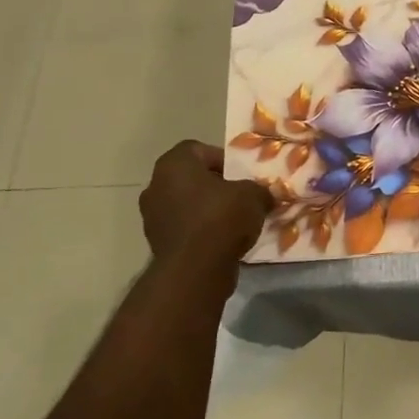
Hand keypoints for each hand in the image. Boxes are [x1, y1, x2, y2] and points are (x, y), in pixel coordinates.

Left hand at [138, 141, 272, 280]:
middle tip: (240, 196)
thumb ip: (259, 189)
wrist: (195, 269)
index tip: (241, 175)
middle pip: (190, 178)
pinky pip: (184, 228)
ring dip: (207, 209)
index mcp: (174, 164)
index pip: (197, 149)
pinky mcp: (157, 243)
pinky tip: (223, 240)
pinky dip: (200, 230)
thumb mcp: (253, 195)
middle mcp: (156, 186)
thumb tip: (266, 194)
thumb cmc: (221, 218)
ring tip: (234, 221)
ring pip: (186, 204)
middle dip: (215, 185)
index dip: (222, 159)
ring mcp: (152, 216)